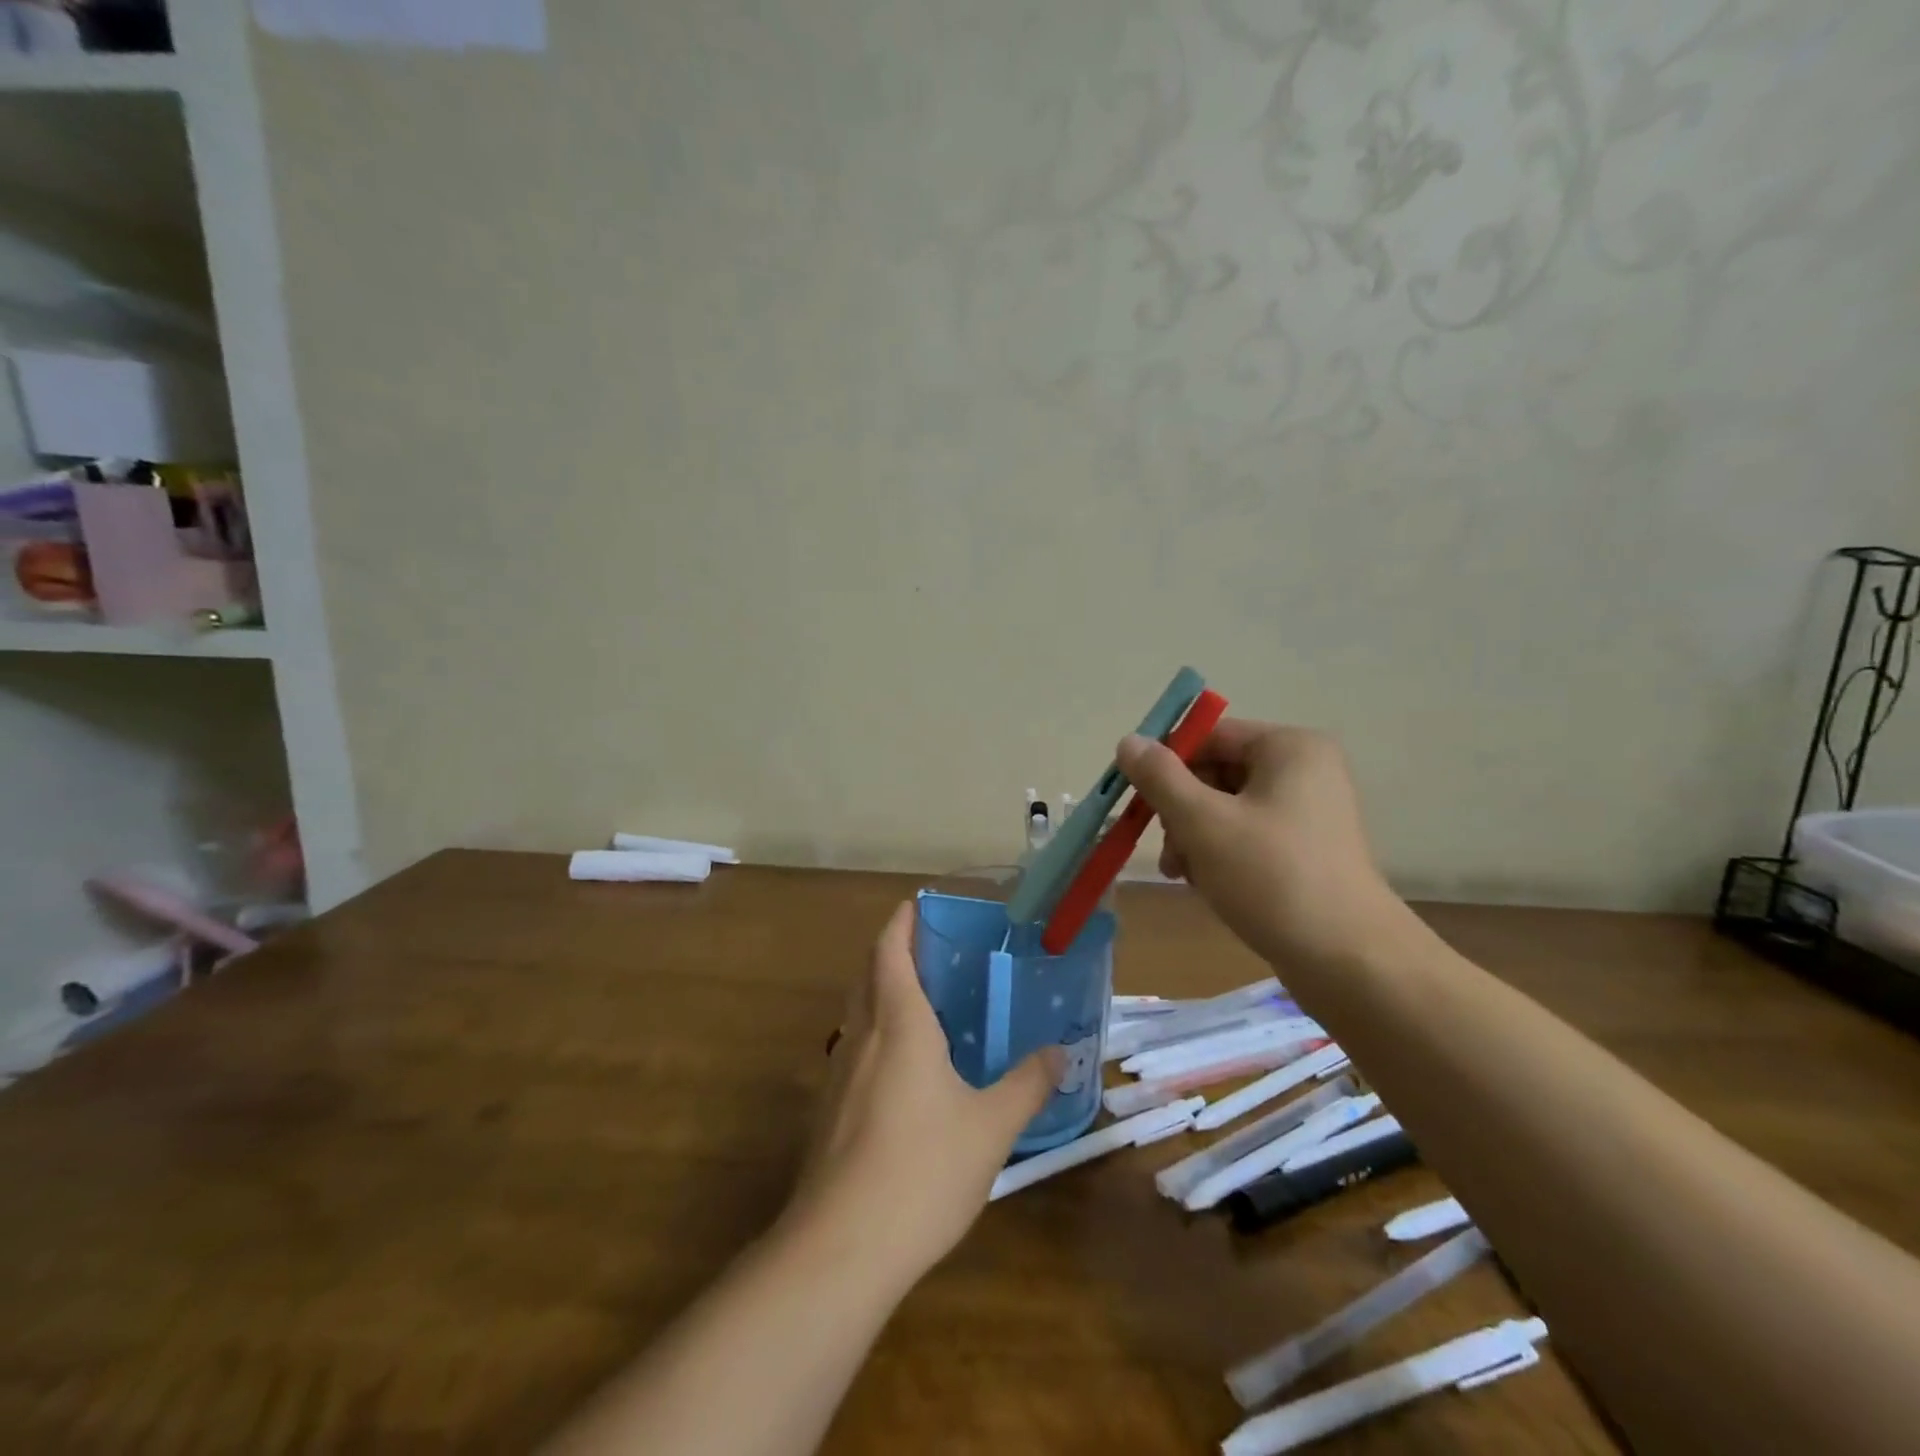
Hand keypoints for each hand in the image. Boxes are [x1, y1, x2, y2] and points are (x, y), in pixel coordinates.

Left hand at [785, 903, 1061, 1286]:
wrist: (840, 1248)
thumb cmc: (922, 1170)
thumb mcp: (991, 1127)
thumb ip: (1027, 1084)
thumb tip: (1060, 1053)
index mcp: (898, 1024)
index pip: (889, 951)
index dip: (901, 923)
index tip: (916, 904)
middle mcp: (861, 1037)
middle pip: (868, 976)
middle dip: (891, 953)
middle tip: (931, 951)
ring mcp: (837, 1075)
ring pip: (857, 1015)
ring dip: (881, 995)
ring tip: (923, 1005)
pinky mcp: (828, 1112)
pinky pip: (854, 1052)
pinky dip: (876, 1036)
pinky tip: (904, 1072)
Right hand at [1116, 720, 1415, 971]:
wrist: (1348, 960)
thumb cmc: (1271, 877)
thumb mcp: (1202, 822)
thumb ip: (1160, 777)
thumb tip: (1128, 741)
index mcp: (1289, 748)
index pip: (1209, 736)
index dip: (1167, 764)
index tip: (1137, 800)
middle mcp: (1305, 770)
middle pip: (1216, 772)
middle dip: (1181, 810)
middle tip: (1168, 849)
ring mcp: (1309, 813)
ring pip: (1227, 808)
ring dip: (1194, 837)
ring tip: (1183, 874)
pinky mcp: (1307, 851)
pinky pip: (1248, 836)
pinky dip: (1220, 854)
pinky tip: (1206, 885)